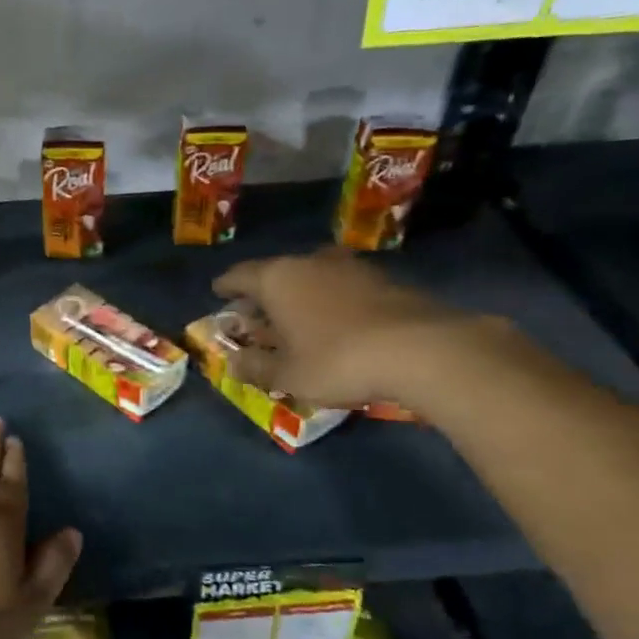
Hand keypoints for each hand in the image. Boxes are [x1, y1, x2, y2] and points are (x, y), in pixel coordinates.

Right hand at [212, 247, 492, 411]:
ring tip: (296, 318)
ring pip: (311, 276)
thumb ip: (256, 367)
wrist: (421, 349)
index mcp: (277, 279)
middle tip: (255, 314)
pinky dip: (329, 300)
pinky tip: (335, 321)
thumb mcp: (287, 375)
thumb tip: (233, 362)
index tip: (218, 293)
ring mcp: (350, 267)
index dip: (226, 286)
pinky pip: (341, 286)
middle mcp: (309, 262)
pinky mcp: (383, 279)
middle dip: (263, 293)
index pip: (240, 276)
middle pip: (276, 273)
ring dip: (299, 294)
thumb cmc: (337, 360)